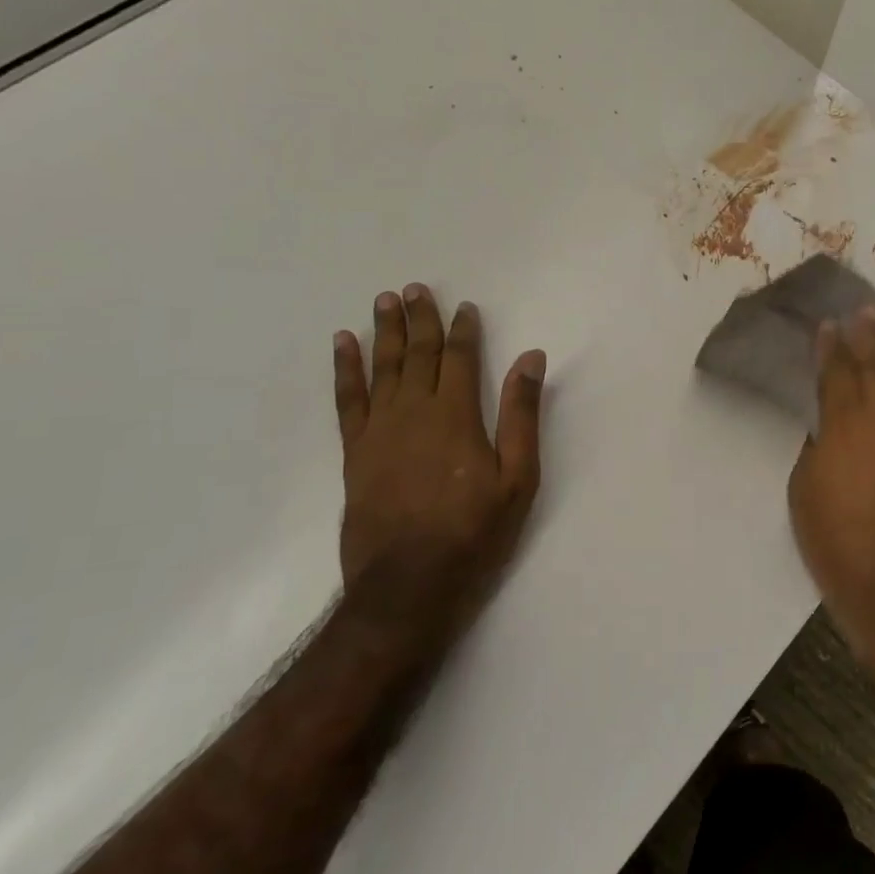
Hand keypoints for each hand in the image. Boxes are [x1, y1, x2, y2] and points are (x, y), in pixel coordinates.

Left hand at [332, 285, 544, 610]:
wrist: (408, 585)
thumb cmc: (474, 532)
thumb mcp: (517, 477)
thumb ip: (521, 414)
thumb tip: (530, 359)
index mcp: (456, 415)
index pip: (459, 358)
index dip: (463, 330)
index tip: (465, 307)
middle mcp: (413, 412)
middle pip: (417, 354)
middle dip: (420, 319)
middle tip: (415, 288)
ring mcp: (378, 431)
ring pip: (382, 368)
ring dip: (384, 332)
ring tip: (384, 301)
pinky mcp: (354, 453)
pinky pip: (347, 400)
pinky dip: (345, 369)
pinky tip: (343, 345)